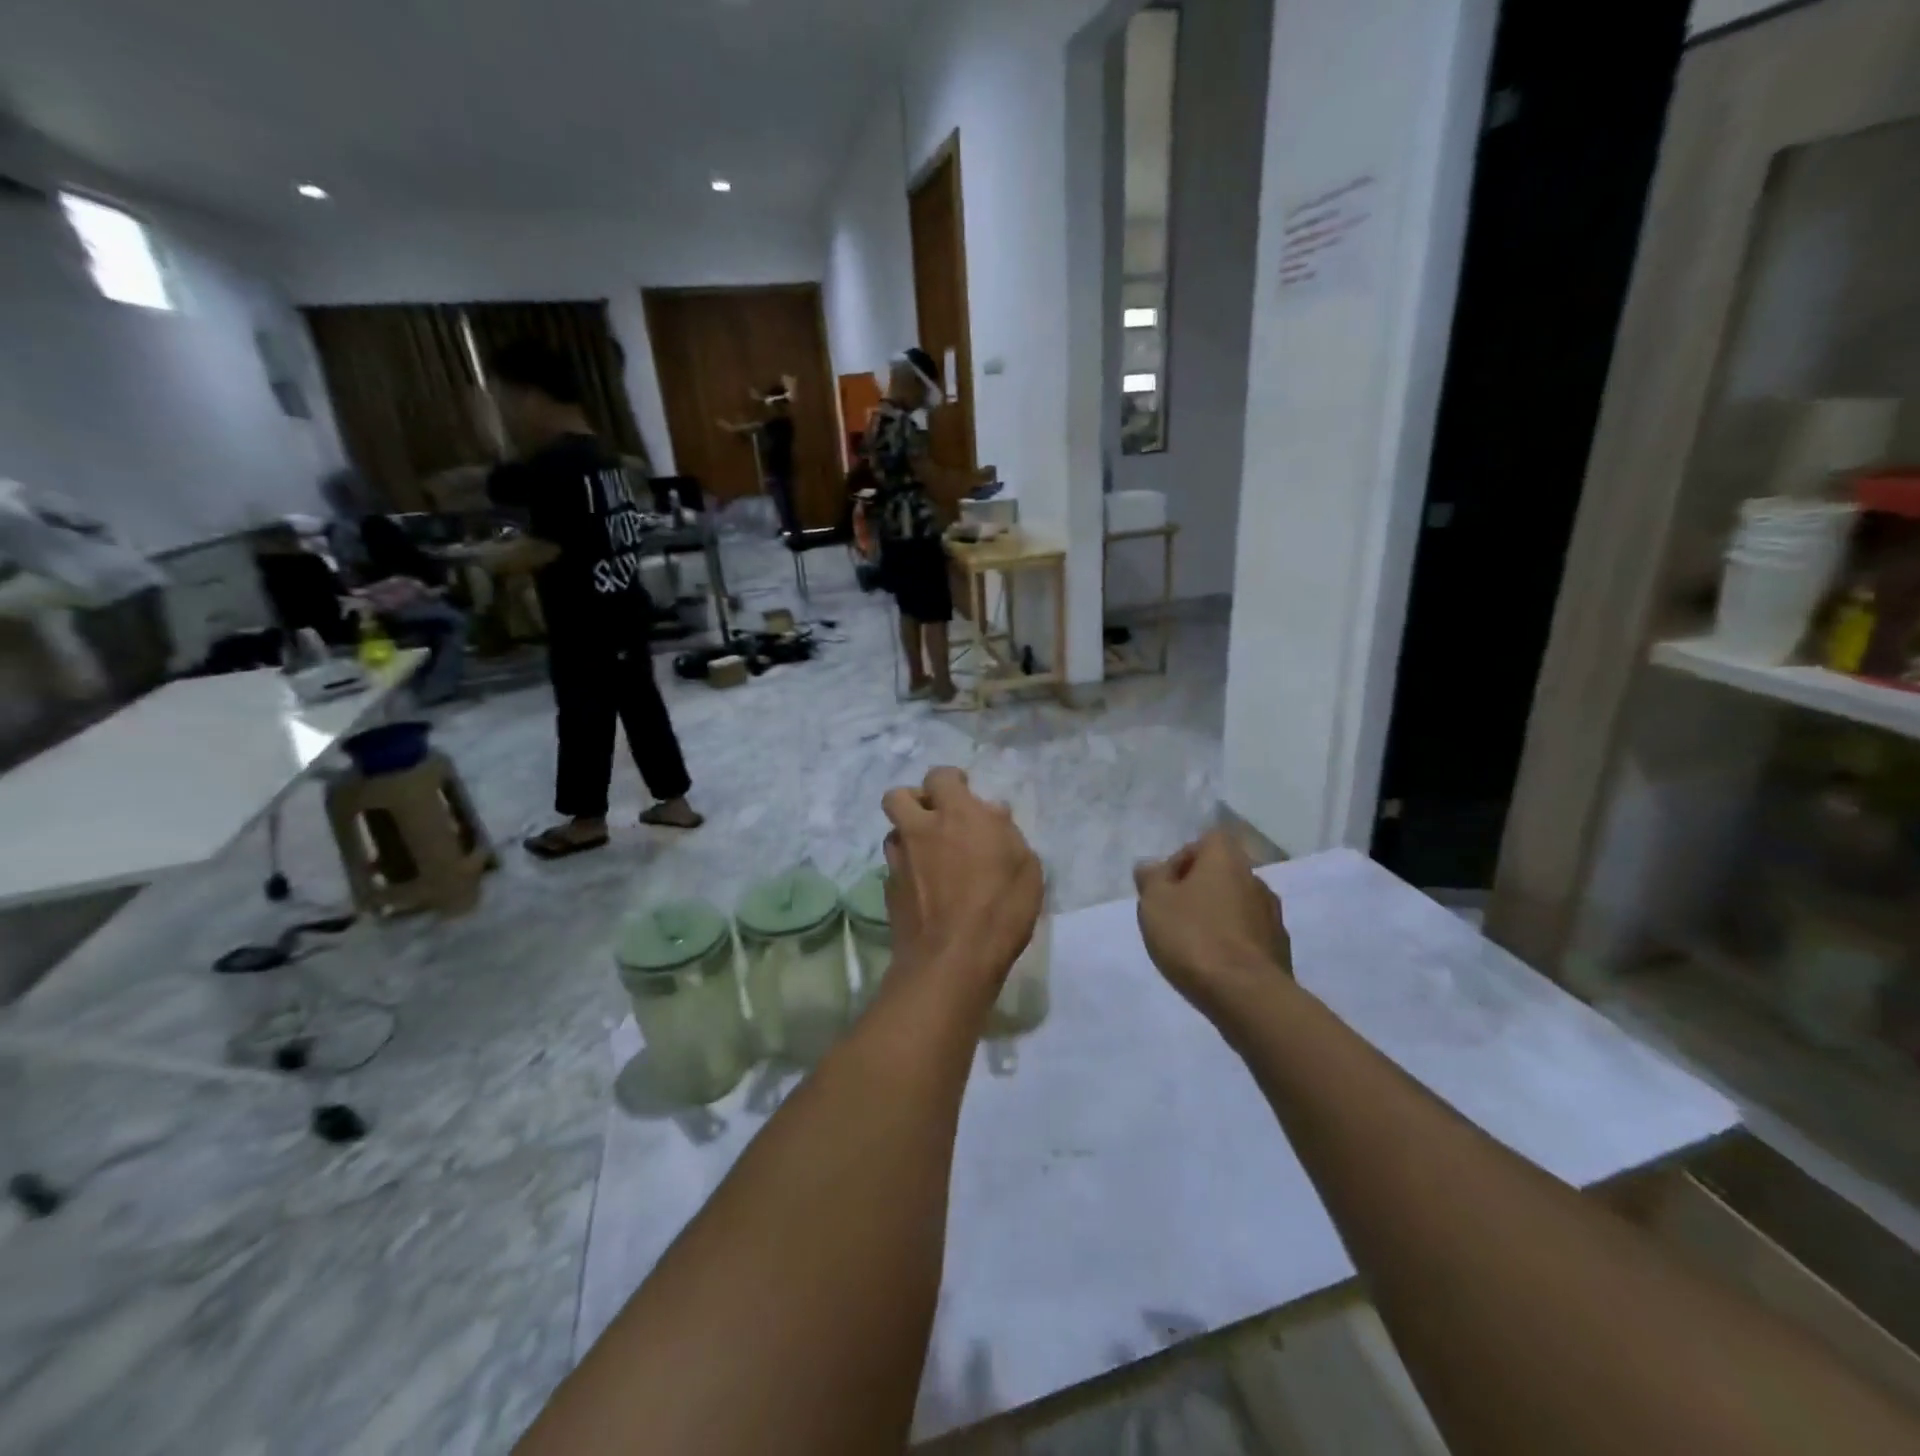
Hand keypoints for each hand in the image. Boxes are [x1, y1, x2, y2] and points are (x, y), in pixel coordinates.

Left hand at [881, 768, 1043, 994]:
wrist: (952, 961)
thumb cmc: (1000, 909)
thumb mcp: (1025, 867)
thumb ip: (1006, 832)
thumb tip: (991, 811)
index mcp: (957, 815)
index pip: (940, 776)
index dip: (950, 780)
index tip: (962, 791)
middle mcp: (921, 830)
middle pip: (898, 796)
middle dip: (915, 800)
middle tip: (936, 818)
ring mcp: (900, 861)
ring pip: (893, 832)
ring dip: (909, 835)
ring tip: (930, 855)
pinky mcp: (889, 891)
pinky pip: (894, 867)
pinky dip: (907, 869)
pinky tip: (926, 888)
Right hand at [1134, 830, 1290, 1019]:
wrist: (1247, 995)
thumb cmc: (1194, 937)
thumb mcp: (1155, 903)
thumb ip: (1151, 879)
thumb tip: (1151, 866)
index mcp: (1227, 860)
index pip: (1208, 840)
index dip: (1184, 857)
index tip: (1167, 886)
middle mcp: (1255, 879)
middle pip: (1222, 873)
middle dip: (1198, 890)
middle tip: (1173, 916)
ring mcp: (1272, 915)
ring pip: (1236, 905)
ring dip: (1216, 916)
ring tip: (1192, 945)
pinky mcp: (1280, 949)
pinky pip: (1249, 934)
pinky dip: (1232, 942)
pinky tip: (1214, 965)